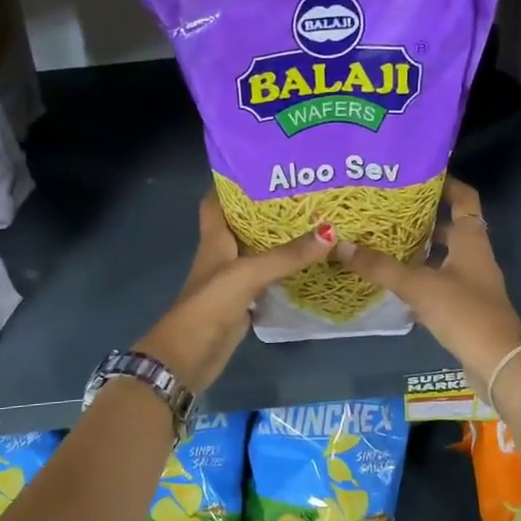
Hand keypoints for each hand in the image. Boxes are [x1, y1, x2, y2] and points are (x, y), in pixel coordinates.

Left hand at [136, 193, 333, 393]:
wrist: (189, 356)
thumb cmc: (209, 305)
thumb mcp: (248, 274)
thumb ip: (287, 256)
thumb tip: (331, 231)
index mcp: (214, 238)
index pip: (217, 199)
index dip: (232, 179)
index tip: (262, 163)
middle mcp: (223, 253)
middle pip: (244, 222)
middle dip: (268, 206)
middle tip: (304, 190)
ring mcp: (233, 279)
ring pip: (259, 250)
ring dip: (280, 238)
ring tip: (315, 220)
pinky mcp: (244, 301)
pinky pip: (268, 277)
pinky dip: (285, 270)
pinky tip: (310, 263)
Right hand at [334, 177, 520, 385]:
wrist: (497, 362)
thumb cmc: (464, 313)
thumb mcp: (418, 286)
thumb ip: (380, 267)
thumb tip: (340, 245)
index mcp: (471, 240)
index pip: (463, 197)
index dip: (445, 182)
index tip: (415, 172)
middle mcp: (474, 255)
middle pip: (449, 225)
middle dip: (421, 216)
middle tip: (386, 207)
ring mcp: (471, 282)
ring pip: (442, 255)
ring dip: (417, 247)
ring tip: (381, 239)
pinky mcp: (464, 306)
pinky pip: (438, 281)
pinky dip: (418, 276)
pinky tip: (392, 279)